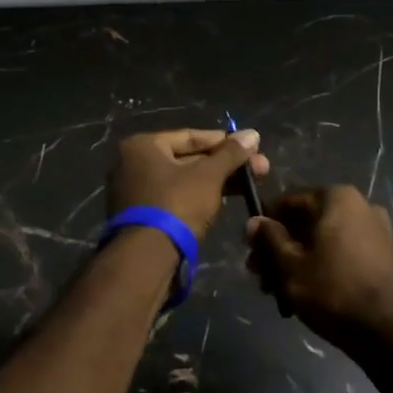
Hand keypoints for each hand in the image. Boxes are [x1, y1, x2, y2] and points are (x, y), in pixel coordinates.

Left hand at [108, 128, 269, 240]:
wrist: (148, 258)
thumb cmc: (176, 204)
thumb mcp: (208, 176)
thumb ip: (231, 154)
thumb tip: (252, 134)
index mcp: (142, 146)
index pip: (190, 137)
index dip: (224, 142)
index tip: (251, 147)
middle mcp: (132, 164)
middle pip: (188, 159)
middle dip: (225, 164)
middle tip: (260, 168)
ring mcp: (136, 192)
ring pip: (184, 180)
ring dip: (217, 181)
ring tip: (251, 185)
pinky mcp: (142, 216)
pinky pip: (176, 198)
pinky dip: (199, 197)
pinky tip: (225, 200)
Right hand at [247, 187, 392, 349]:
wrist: (388, 330)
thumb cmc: (333, 289)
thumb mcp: (290, 265)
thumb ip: (270, 239)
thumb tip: (254, 220)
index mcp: (336, 198)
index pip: (288, 203)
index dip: (265, 226)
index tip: (250, 250)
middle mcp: (359, 206)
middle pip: (305, 223)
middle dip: (280, 249)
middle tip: (260, 277)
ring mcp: (374, 231)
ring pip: (322, 241)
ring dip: (297, 262)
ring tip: (277, 293)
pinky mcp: (381, 256)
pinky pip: (340, 253)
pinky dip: (321, 267)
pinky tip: (304, 294)